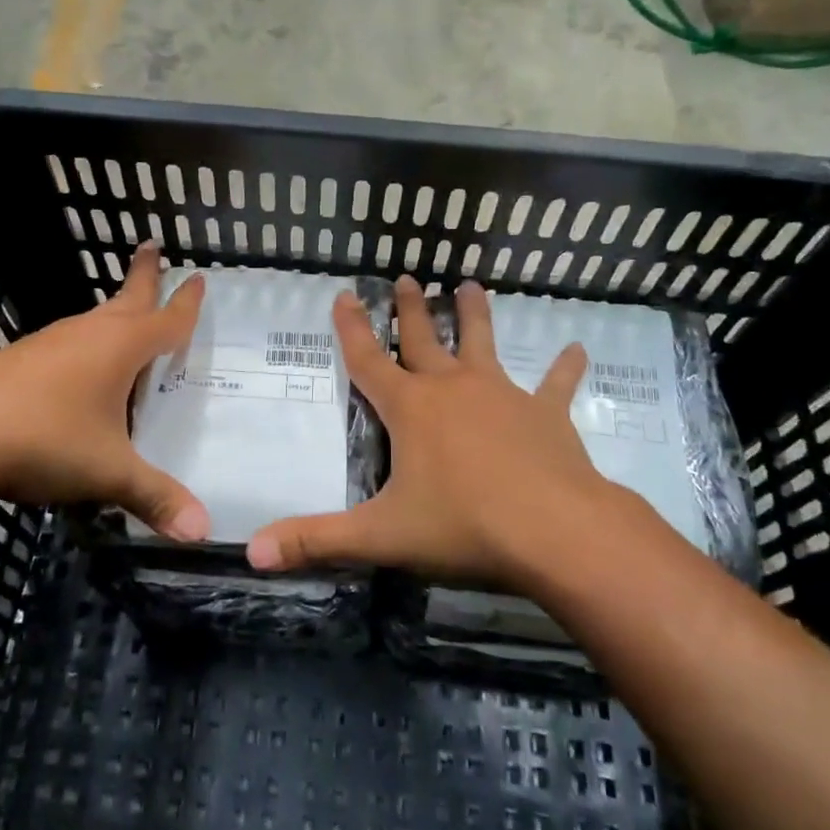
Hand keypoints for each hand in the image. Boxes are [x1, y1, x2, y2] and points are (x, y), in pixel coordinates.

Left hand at [0, 242, 210, 539]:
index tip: (198, 278)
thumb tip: (204, 534)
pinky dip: (85, 346)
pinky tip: (79, 371)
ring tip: (126, 318)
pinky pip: (66, 345)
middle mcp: (87, 335)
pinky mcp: (18, 362)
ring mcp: (47, 345)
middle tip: (151, 247)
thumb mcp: (108, 472)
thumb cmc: (43, 439)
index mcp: (120, 347)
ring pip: (92, 321)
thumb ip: (156, 498)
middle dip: (143, 275)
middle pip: (125, 298)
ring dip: (113, 313)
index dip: (186, 303)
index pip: (166, 319)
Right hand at [248, 275, 649, 585]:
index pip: (368, 360)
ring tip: (471, 286)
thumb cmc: (463, 526)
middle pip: (424, 340)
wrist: (555, 532)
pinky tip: (578, 349)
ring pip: (484, 344)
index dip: (351, 328)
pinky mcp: (546, 415)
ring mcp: (503, 396)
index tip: (345, 294)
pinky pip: (555, 385)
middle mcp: (453, 389)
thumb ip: (315, 540)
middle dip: (412, 310)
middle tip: (408, 278)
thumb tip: (251, 551)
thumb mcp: (381, 536)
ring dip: (475, 315)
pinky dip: (564, 368)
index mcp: (411, 409)